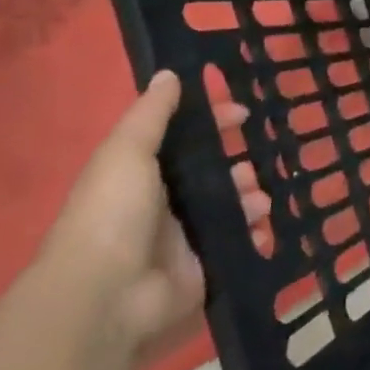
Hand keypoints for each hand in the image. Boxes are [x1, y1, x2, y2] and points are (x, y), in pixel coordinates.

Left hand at [41, 70, 244, 361]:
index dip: (213, 124)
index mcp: (143, 175)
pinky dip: (256, 233)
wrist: (106, 296)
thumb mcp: (126, 153)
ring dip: (252, 197)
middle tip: (254, 167)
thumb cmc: (112, 214)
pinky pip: (241, 242)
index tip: (243, 114)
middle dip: (240, 166)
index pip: (186, 141)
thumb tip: (170, 73)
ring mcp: (186, 238)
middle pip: (214, 175)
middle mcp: (165, 205)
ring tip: (258, 201)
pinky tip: (262, 227)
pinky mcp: (206, 267)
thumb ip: (151, 115)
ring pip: (232, 206)